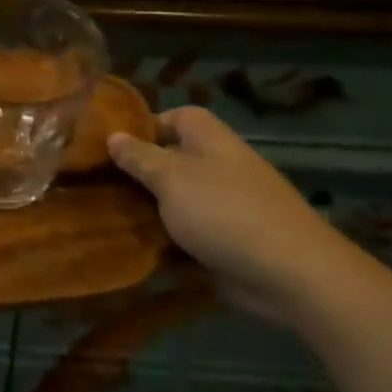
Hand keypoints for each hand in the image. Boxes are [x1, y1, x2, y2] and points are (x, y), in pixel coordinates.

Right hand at [107, 107, 368, 325]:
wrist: (291, 274)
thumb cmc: (225, 212)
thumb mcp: (171, 178)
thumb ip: (140, 158)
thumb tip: (113, 135)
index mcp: (211, 140)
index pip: (177, 116)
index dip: (147, 126)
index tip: (114, 146)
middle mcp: (220, 167)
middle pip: (174, 159)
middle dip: (140, 172)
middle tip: (100, 184)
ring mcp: (227, 206)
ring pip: (178, 199)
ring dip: (150, 209)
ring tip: (109, 216)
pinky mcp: (229, 241)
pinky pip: (190, 233)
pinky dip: (167, 239)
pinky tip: (137, 247)